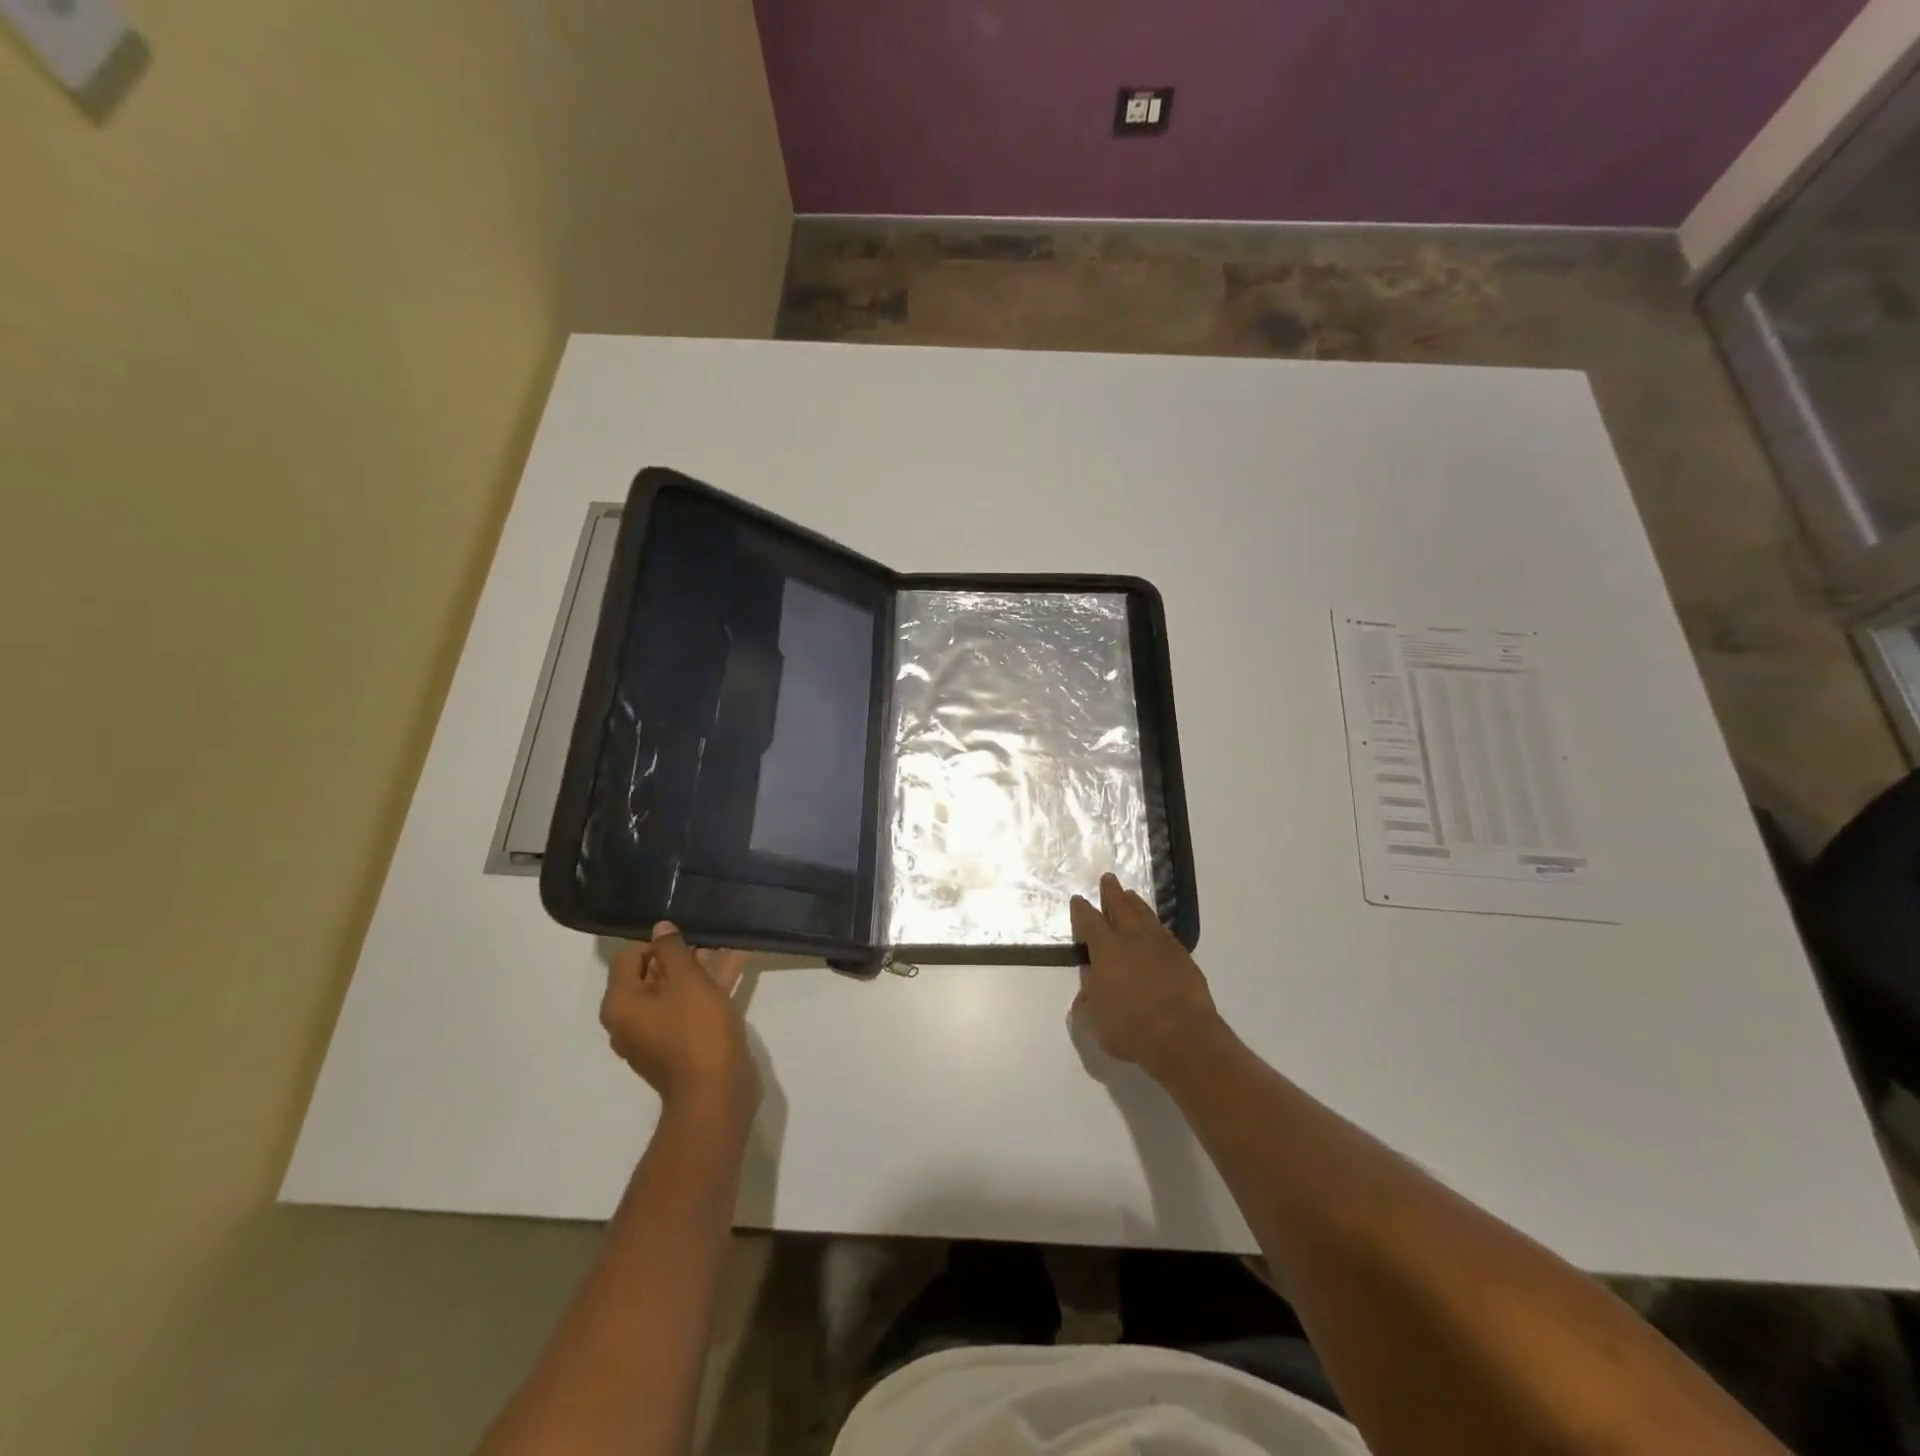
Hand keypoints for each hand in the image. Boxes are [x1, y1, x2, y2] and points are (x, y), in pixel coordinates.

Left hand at [600, 923, 757, 1120]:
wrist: (717, 1092)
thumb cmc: (696, 1031)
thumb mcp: (686, 981)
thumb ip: (672, 949)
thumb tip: (660, 928)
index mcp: (621, 1005)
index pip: (628, 957)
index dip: (656, 940)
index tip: (685, 930)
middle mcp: (633, 1019)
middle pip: (653, 973)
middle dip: (682, 951)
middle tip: (709, 930)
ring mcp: (660, 1033)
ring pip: (678, 988)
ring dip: (702, 965)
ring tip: (728, 939)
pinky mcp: (685, 1042)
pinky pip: (693, 1004)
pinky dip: (711, 985)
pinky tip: (738, 961)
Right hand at [1070, 874, 1224, 1078]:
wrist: (1183, 1035)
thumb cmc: (1131, 1028)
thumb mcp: (1095, 1020)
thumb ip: (1088, 1000)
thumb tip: (1088, 990)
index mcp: (1106, 949)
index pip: (1090, 922)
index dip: (1082, 910)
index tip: (1078, 900)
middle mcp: (1132, 938)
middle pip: (1121, 907)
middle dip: (1112, 893)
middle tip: (1108, 878)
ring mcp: (1161, 945)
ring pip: (1145, 915)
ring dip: (1136, 903)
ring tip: (1131, 895)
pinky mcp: (1183, 956)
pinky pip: (1164, 932)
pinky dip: (1155, 925)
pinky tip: (1155, 927)